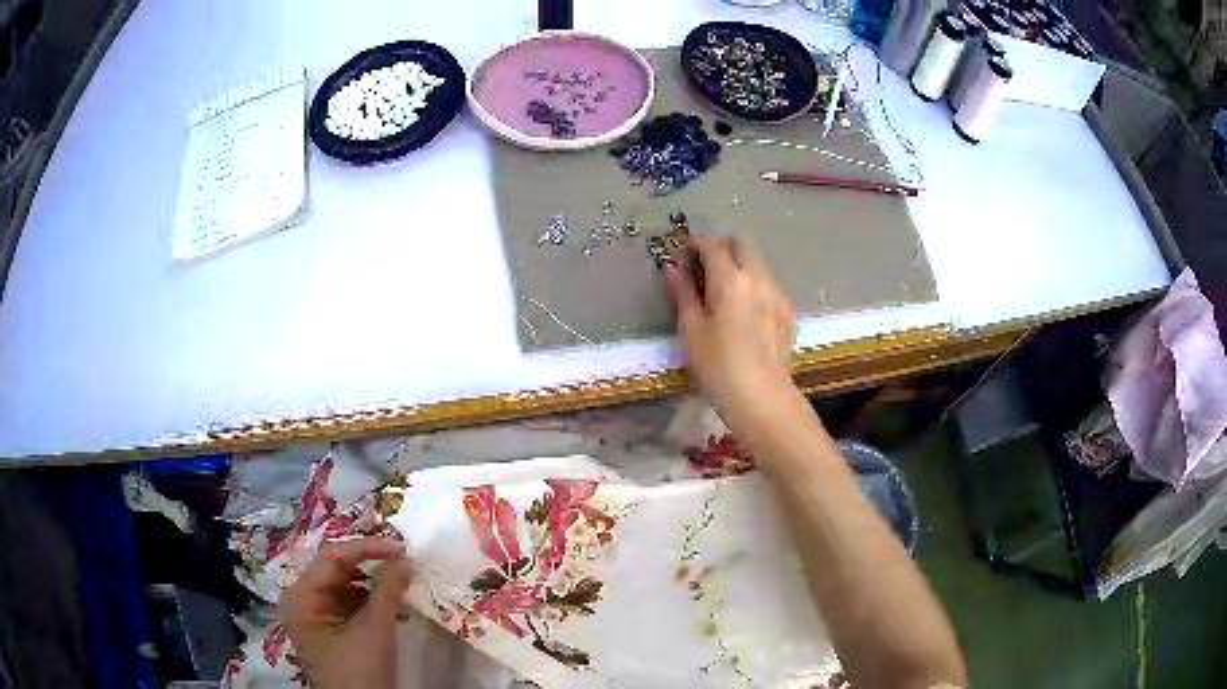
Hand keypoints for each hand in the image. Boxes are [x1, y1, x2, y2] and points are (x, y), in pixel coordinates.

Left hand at [279, 537, 411, 688]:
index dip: (366, 548)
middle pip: (335, 570)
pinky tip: (392, 604)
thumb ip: (387, 590)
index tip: (401, 548)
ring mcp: (315, 615)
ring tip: (401, 582)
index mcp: (300, 598)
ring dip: (372, 582)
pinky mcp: (330, 628)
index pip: (331, 558)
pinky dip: (370, 600)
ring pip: (344, 585)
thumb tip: (404, 558)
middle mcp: (301, 600)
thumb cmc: (360, 672)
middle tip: (403, 560)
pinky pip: (348, 603)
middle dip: (369, 564)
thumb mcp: (375, 631)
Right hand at [666, 236, 796, 418]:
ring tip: (724, 288)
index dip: (697, 244)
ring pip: (758, 262)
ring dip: (740, 264)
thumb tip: (673, 268)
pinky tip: (745, 309)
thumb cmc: (718, 366)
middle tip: (706, 265)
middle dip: (723, 247)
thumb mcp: (692, 330)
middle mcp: (758, 278)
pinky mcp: (787, 311)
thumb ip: (683, 294)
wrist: (762, 398)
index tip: (686, 252)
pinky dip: (754, 283)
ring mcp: (777, 293)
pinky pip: (769, 283)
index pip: (713, 246)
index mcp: (730, 279)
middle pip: (743, 244)